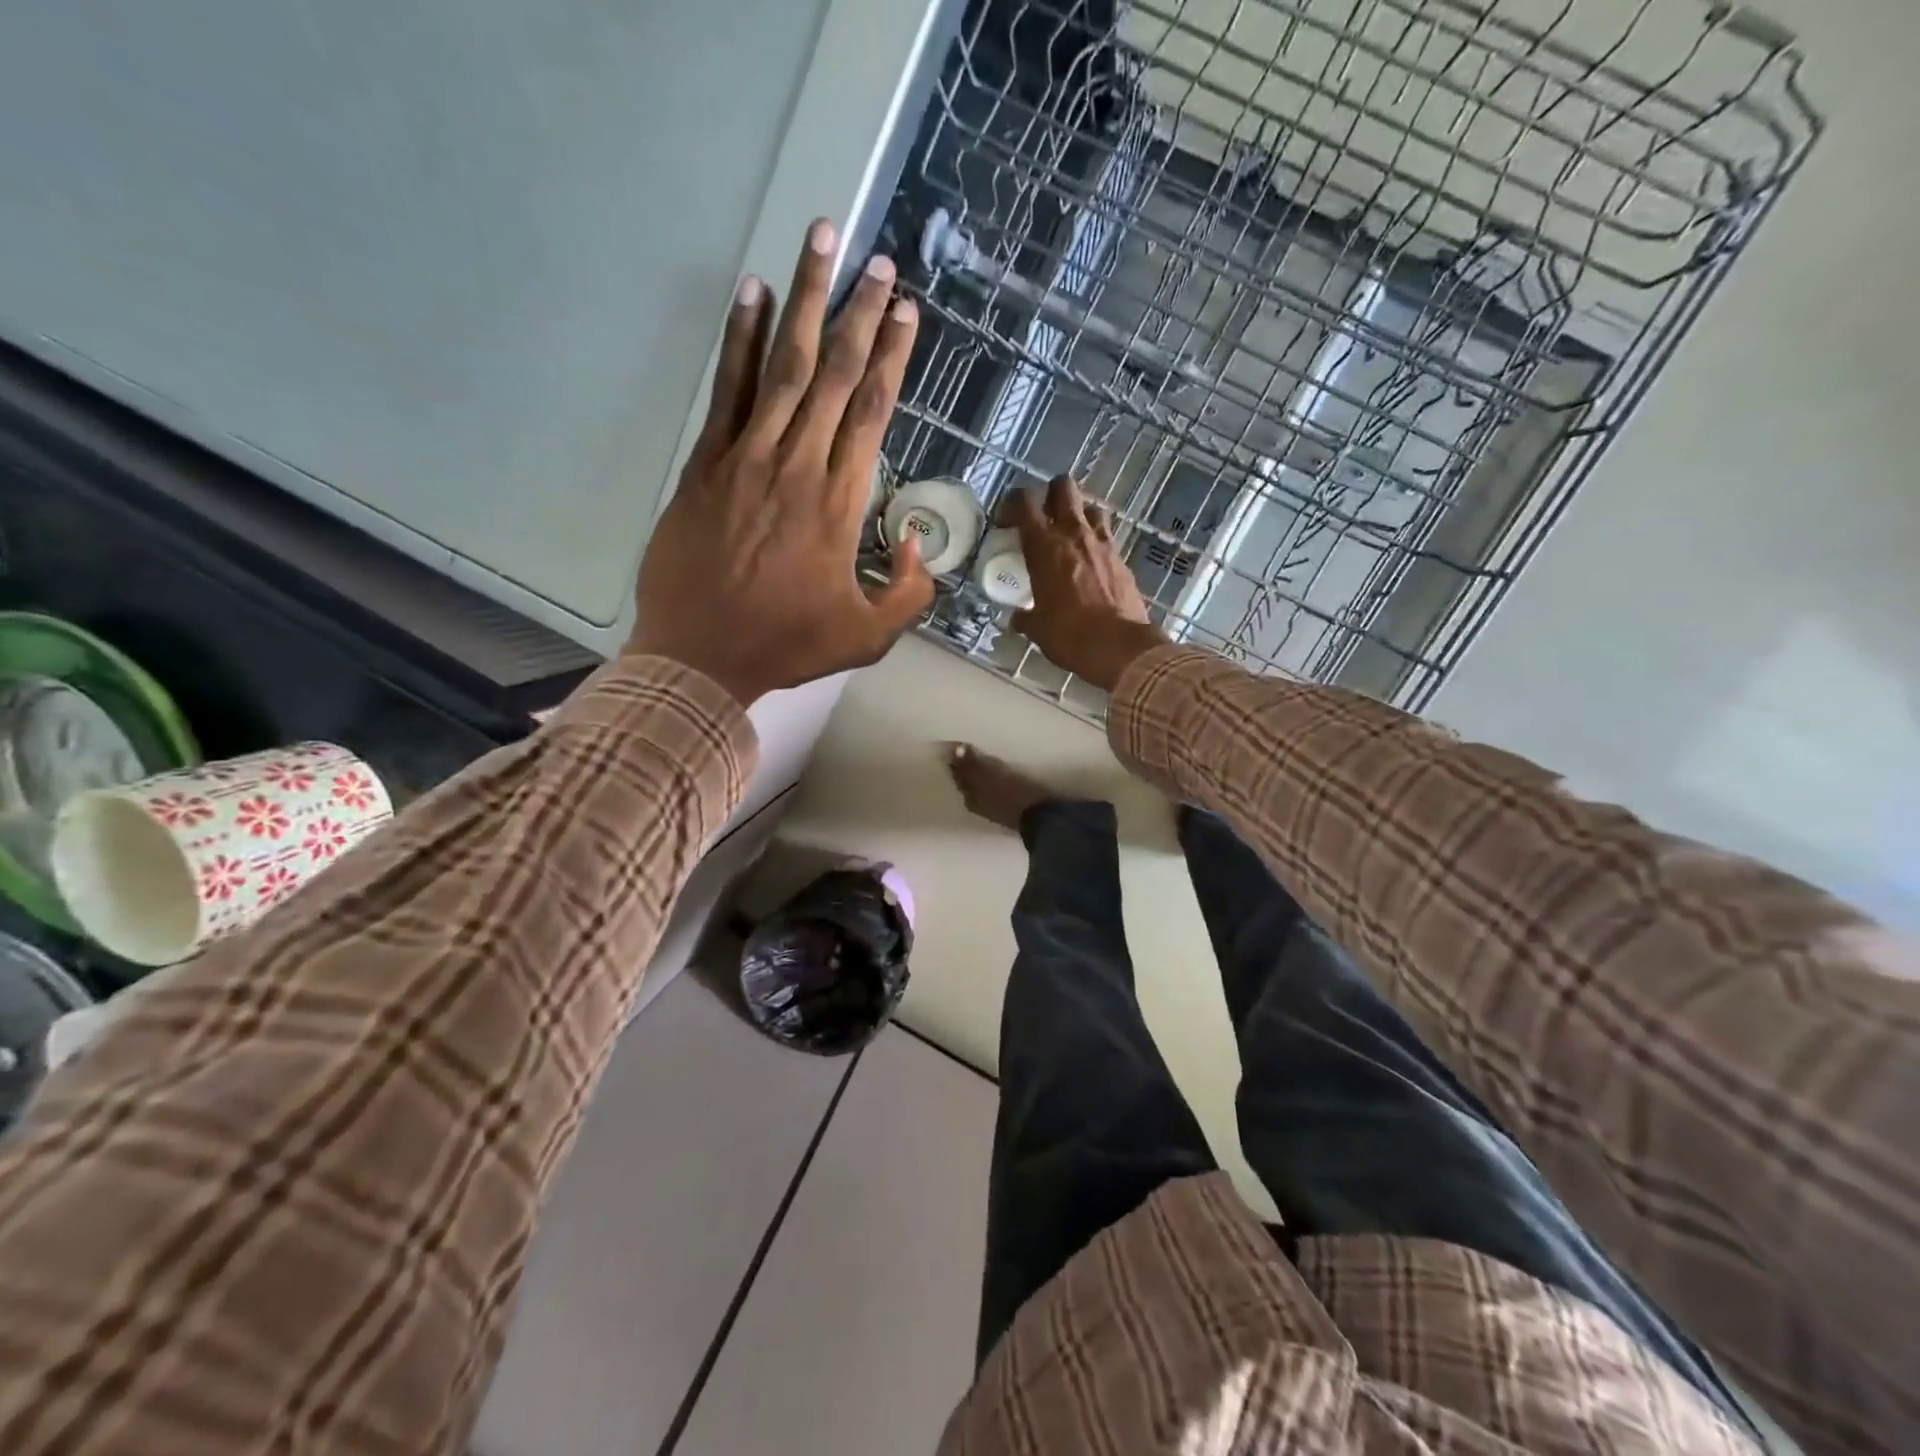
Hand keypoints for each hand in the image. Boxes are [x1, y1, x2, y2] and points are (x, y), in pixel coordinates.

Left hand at [626, 219, 933, 705]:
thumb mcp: (869, 636)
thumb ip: (909, 591)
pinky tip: (752, 293)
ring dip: (804, 300)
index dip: (891, 356)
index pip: (872, 410)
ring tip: (820, 240)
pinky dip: (740, 340)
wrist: (701, 656)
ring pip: (783, 365)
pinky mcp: (707, 464)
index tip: (905, 310)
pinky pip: (727, 390)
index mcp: (840, 502)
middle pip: (834, 372)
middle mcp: (798, 464)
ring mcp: (747, 457)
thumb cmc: (788, 646)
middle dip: (858, 312)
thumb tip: (917, 543)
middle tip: (876, 259)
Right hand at [1007, 475, 1168, 692]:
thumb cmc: (1069, 635)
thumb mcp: (1038, 629)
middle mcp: (1073, 534)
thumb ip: (1026, 618)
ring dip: (1080, 514)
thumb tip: (1018, 619)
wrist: (1120, 647)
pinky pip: (1107, 536)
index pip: (1024, 503)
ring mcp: (1102, 543)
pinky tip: (1091, 561)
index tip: (1007, 519)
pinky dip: (1097, 540)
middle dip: (1052, 493)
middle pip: (1064, 487)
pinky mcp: (1122, 558)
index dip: (1013, 503)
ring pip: (1091, 507)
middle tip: (1044, 515)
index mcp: (1044, 546)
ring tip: (1071, 535)